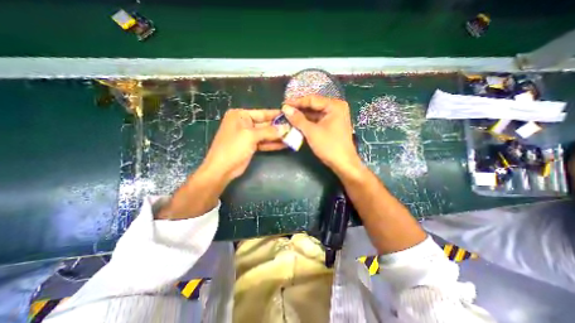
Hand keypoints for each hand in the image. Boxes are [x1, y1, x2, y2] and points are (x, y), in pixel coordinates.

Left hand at [201, 108, 287, 182]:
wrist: (222, 169)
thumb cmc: (233, 147)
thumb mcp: (251, 136)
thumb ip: (269, 131)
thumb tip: (286, 128)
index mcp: (240, 115)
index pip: (262, 113)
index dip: (276, 115)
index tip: (289, 115)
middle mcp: (244, 123)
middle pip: (265, 124)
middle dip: (279, 127)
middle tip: (294, 128)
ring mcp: (248, 136)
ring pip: (266, 134)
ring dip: (278, 136)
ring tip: (292, 136)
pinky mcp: (251, 146)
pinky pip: (264, 143)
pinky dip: (273, 144)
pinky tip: (285, 144)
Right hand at [283, 95, 360, 174]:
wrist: (343, 164)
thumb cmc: (329, 146)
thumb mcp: (312, 132)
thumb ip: (298, 119)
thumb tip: (285, 108)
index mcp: (334, 105)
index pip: (312, 99)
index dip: (296, 102)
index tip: (283, 104)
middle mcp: (336, 108)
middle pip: (314, 106)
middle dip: (299, 109)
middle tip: (284, 111)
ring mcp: (335, 117)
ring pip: (315, 114)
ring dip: (302, 116)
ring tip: (288, 117)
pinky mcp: (332, 125)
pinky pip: (317, 120)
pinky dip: (308, 122)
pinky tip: (297, 123)